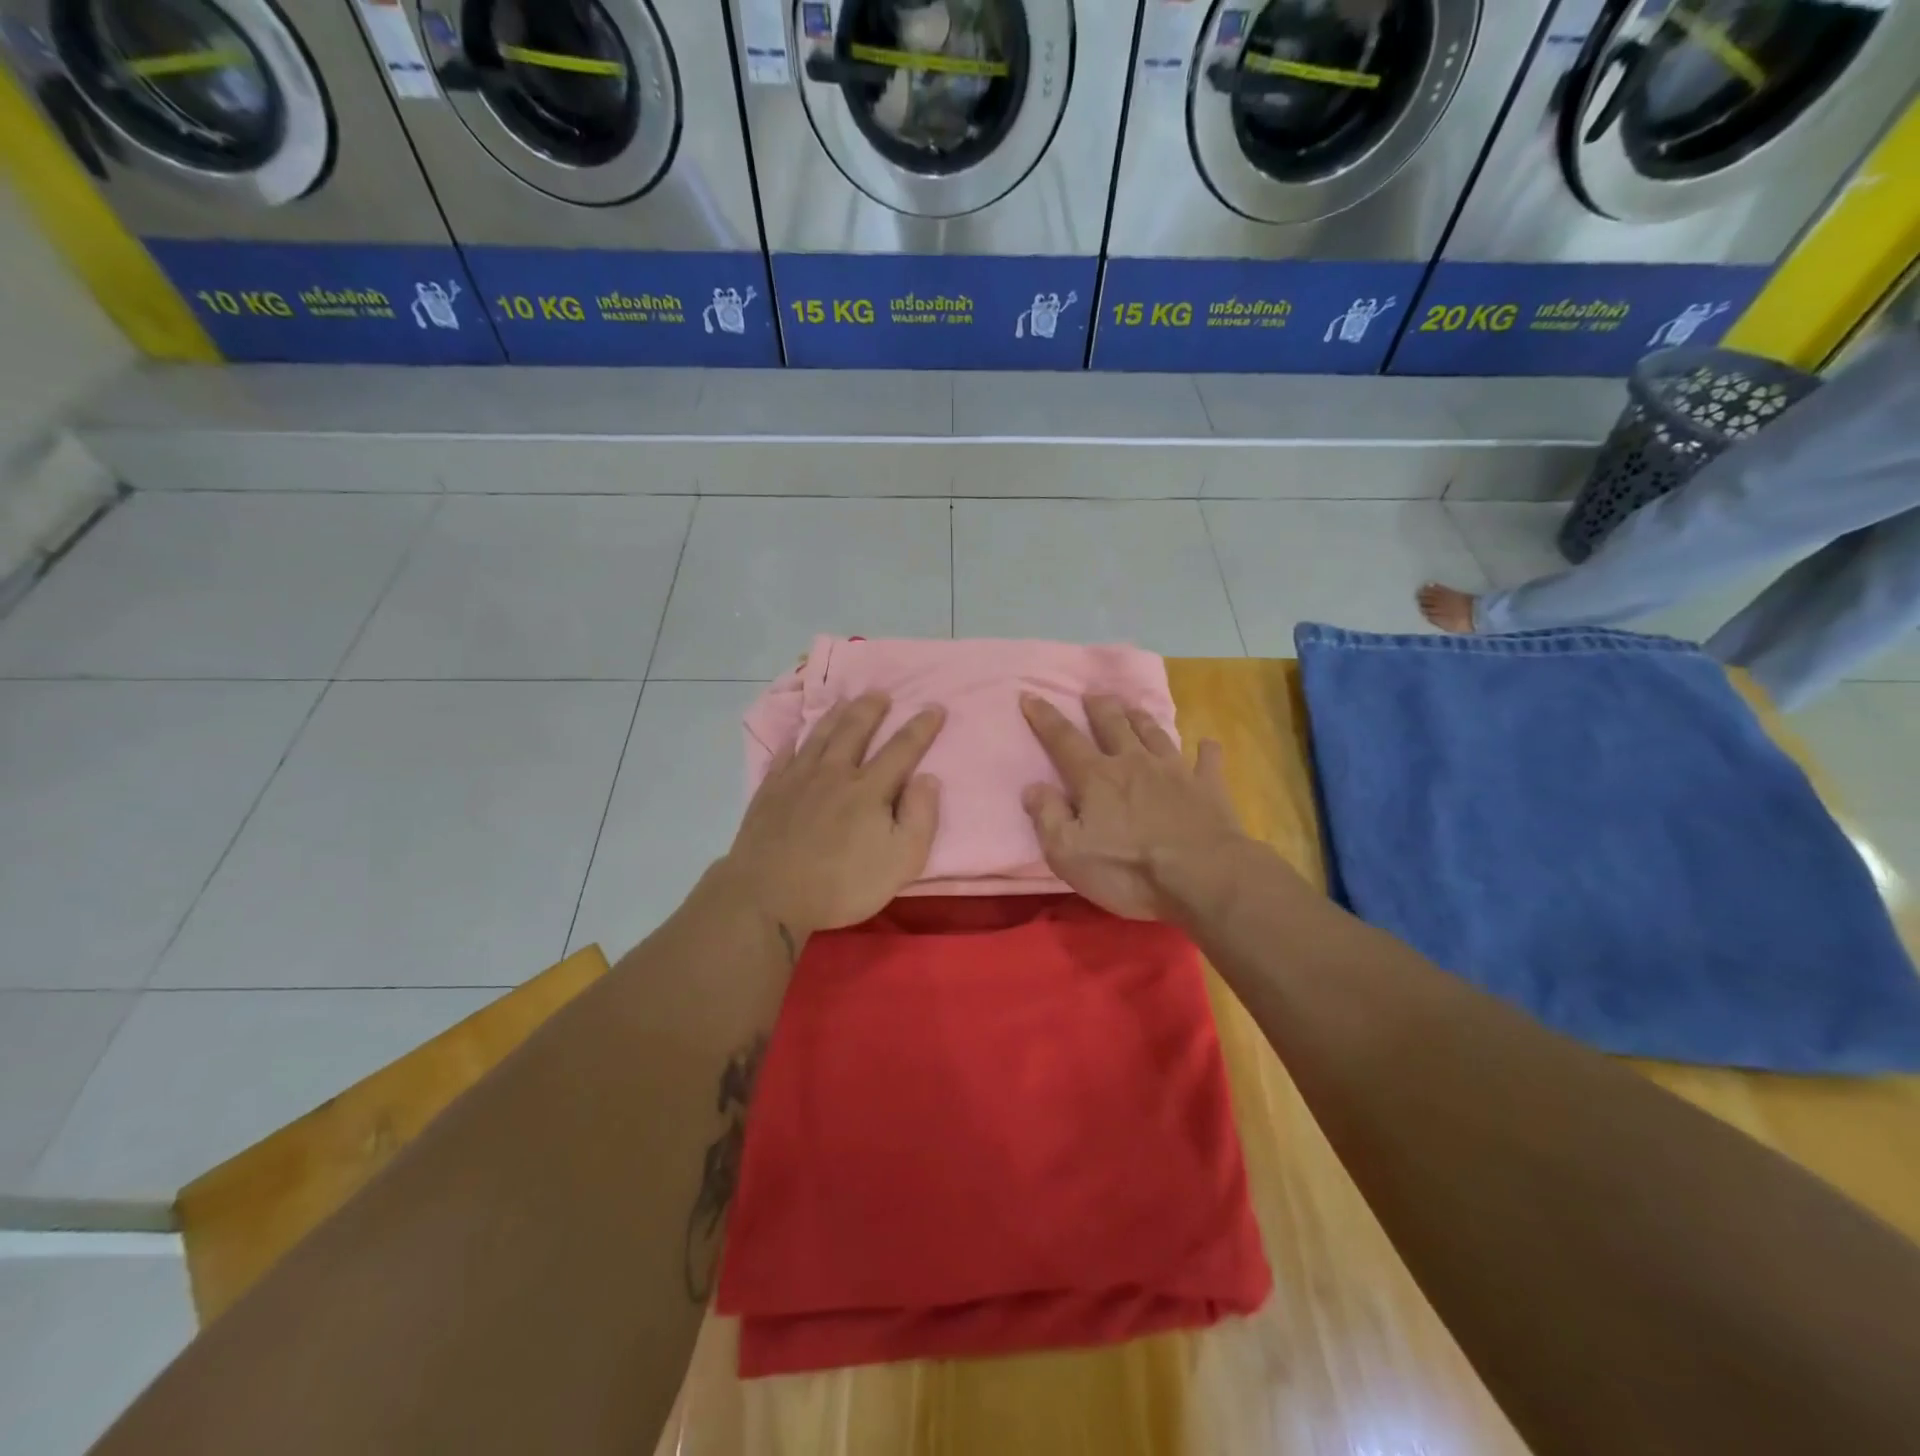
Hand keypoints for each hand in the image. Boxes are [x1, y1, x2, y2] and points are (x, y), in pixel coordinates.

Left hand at [724, 693, 943, 948]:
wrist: (768, 896)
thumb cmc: (841, 884)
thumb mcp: (901, 861)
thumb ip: (920, 817)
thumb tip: (928, 778)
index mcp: (869, 789)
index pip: (902, 748)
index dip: (921, 727)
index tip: (935, 707)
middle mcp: (834, 773)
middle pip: (855, 730)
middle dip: (872, 708)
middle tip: (882, 692)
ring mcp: (797, 780)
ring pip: (819, 736)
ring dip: (835, 715)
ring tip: (845, 701)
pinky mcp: (770, 792)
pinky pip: (783, 756)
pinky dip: (792, 741)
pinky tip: (794, 736)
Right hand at [1021, 693, 1246, 921]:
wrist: (1204, 876)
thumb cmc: (1129, 870)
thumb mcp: (1068, 853)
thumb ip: (1048, 817)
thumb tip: (1033, 787)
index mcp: (1097, 778)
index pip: (1063, 740)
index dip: (1044, 717)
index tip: (1030, 694)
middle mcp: (1134, 763)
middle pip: (1113, 725)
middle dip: (1099, 707)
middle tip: (1092, 693)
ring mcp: (1175, 771)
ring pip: (1155, 734)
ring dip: (1141, 718)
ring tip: (1133, 708)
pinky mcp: (1208, 787)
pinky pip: (1207, 760)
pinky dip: (1205, 750)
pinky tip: (1206, 744)